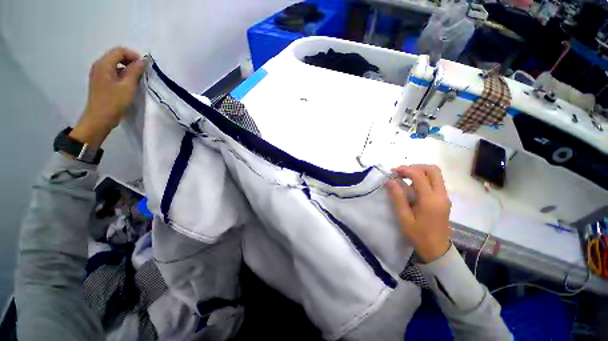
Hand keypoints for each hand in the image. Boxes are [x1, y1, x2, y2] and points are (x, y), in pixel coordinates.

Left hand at [69, 47, 145, 147]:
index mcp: (104, 64)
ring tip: (136, 79)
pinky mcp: (100, 81)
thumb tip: (143, 61)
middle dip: (130, 61)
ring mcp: (98, 74)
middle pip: (116, 56)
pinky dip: (122, 74)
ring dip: (127, 68)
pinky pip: (113, 72)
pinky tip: (128, 84)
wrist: (99, 119)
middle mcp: (99, 65)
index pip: (119, 51)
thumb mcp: (127, 86)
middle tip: (142, 73)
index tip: (144, 67)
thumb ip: (135, 71)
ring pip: (115, 64)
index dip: (133, 56)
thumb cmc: (113, 102)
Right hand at [387, 165, 451, 262]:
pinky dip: (423, 178)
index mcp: (430, 200)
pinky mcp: (444, 200)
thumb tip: (390, 181)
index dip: (405, 169)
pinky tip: (412, 186)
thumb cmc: (418, 235)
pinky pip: (436, 182)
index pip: (419, 175)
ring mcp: (444, 197)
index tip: (393, 171)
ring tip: (404, 177)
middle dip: (415, 167)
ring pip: (436, 175)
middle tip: (401, 172)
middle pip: (433, 170)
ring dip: (420, 172)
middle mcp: (441, 195)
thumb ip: (397, 198)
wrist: (437, 250)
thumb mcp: (404, 218)